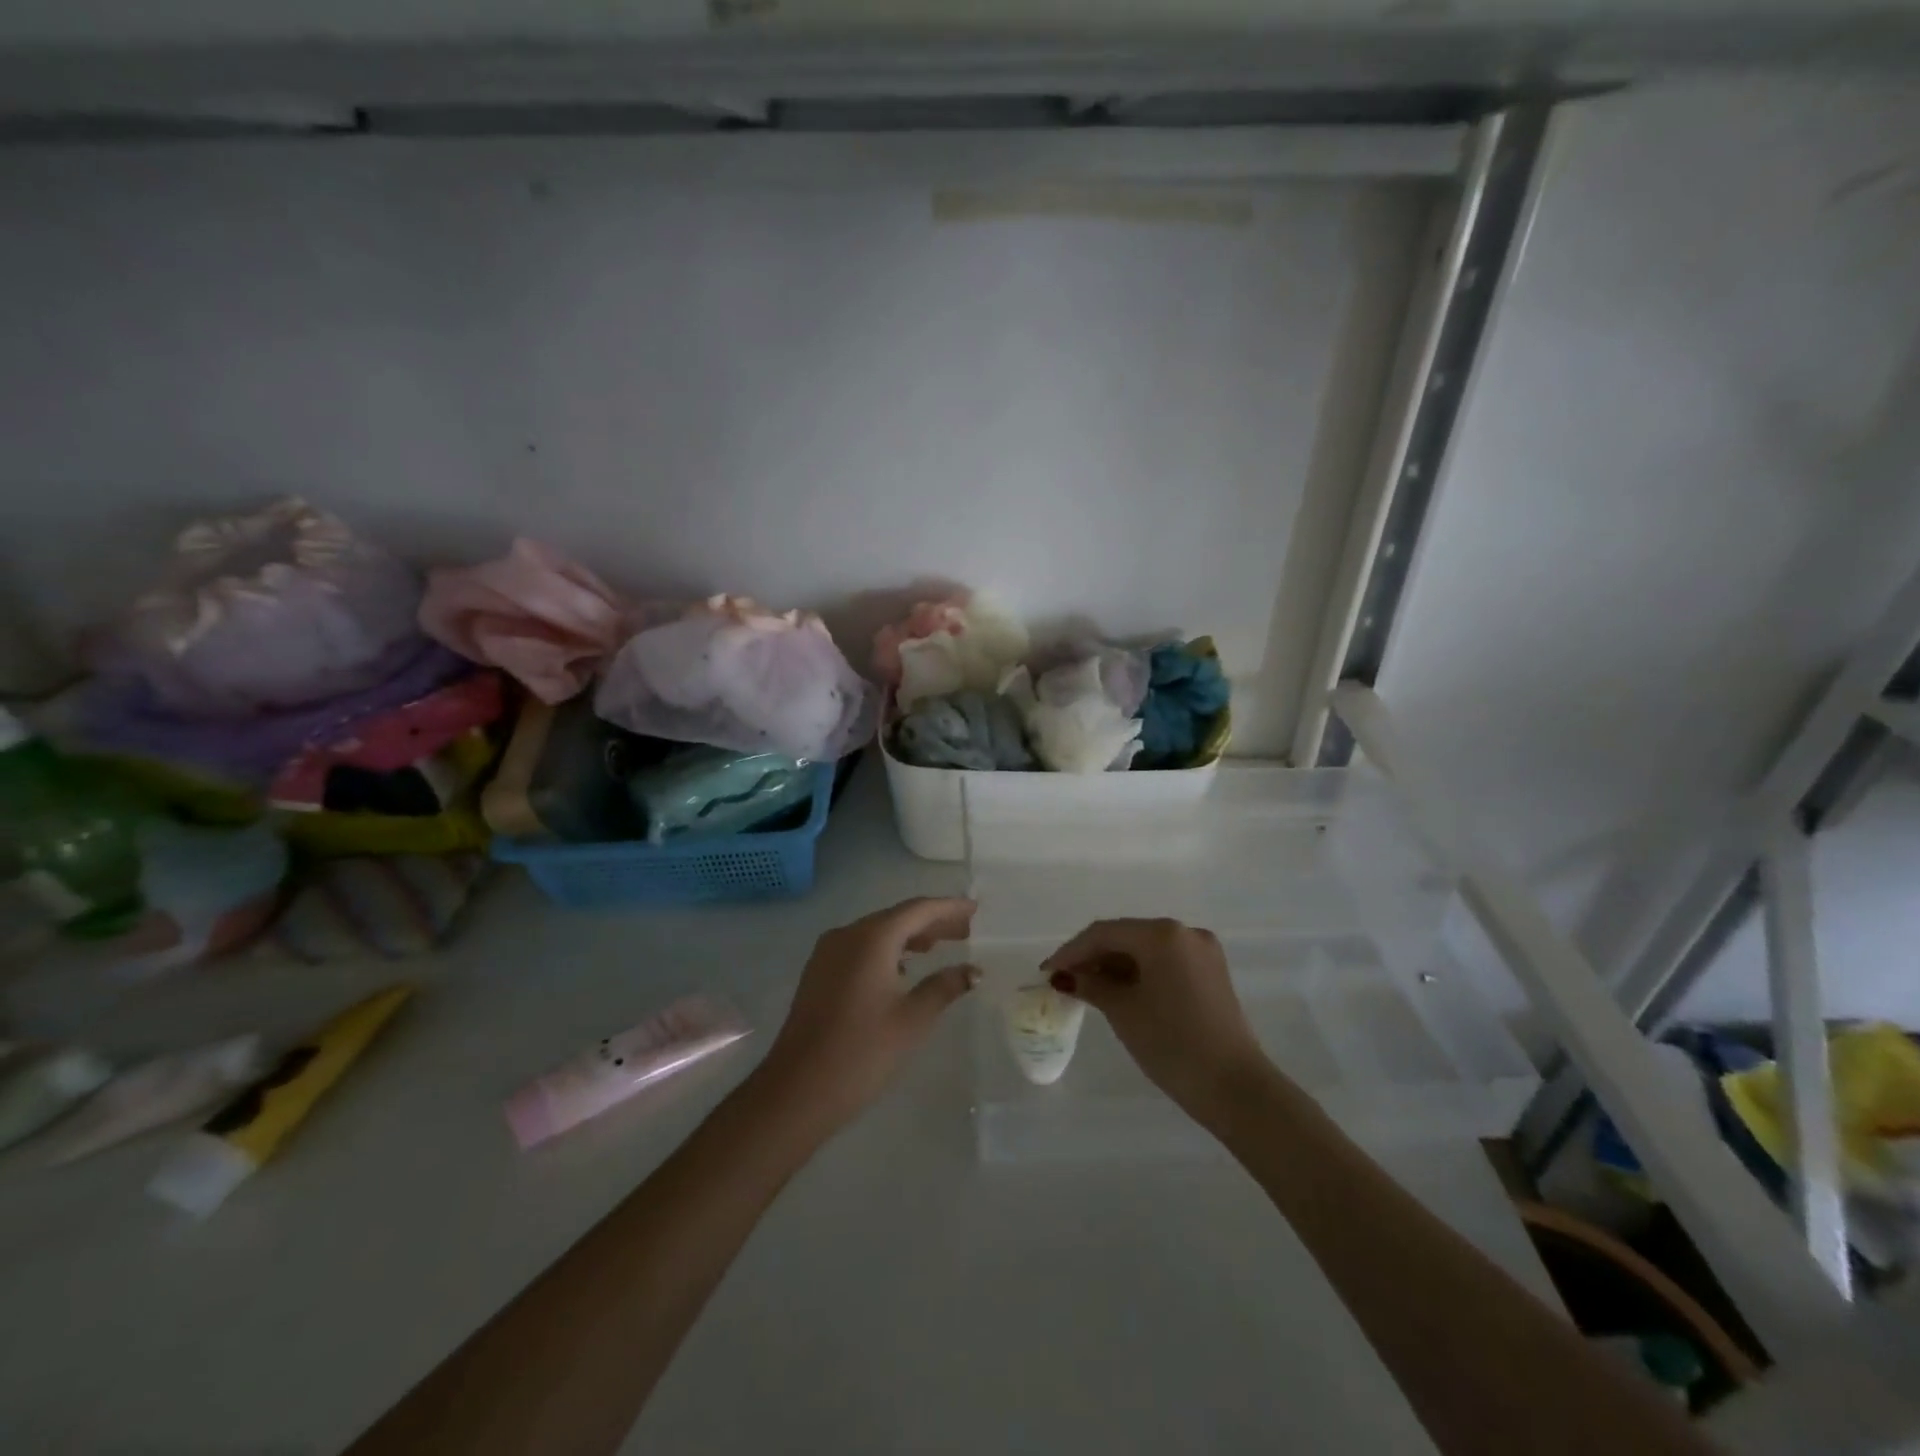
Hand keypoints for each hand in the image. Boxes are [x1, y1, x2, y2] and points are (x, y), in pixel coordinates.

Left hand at [757, 897, 979, 1131]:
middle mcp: (847, 935)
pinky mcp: (819, 974)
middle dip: (931, 923)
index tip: (974, 909)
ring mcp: (828, 953)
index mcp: (871, 938)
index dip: (948, 908)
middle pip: (897, 918)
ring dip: (909, 937)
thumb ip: (944, 987)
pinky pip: (860, 949)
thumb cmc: (862, 1051)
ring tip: (940, 947)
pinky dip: (887, 951)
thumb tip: (973, 971)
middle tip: (965, 931)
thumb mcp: (912, 1019)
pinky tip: (903, 969)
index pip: (917, 910)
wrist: (797, 1090)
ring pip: (877, 934)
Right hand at [1043, 918, 1274, 1121]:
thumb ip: (1091, 985)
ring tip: (1086, 988)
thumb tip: (1066, 977)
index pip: (1105, 933)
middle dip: (1093, 956)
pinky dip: (1139, 973)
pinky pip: (1165, 963)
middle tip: (1063, 979)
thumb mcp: (1123, 1012)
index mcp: (1163, 934)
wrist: (1235, 1088)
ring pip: (1146, 950)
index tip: (1046, 971)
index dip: (1071, 951)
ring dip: (1115, 965)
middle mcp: (1185, 932)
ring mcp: (1203, 952)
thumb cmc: (1172, 1044)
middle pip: (1126, 936)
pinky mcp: (1211, 973)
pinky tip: (1118, 991)